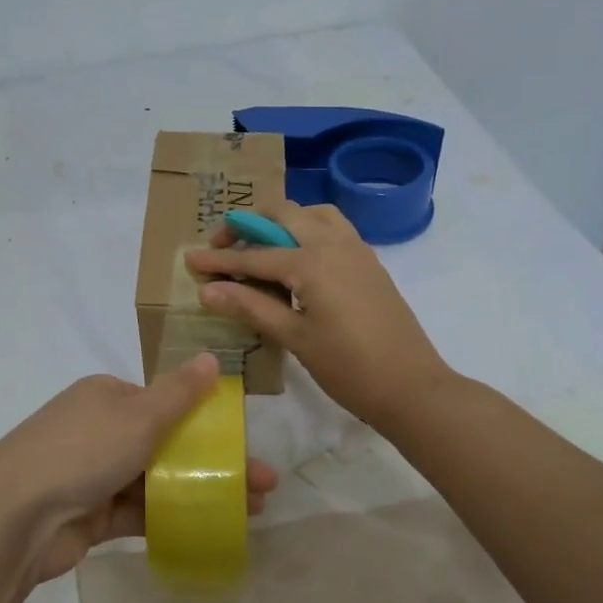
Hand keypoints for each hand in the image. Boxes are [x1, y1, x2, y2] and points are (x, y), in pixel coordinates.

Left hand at [0, 353, 279, 583]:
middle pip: (164, 443)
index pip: (162, 402)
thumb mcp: (138, 416)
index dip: (204, 421)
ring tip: (249, 511)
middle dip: (211, 462)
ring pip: (155, 480)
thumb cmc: (81, 453)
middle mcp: (98, 429)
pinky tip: (209, 529)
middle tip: (261, 485)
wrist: (14, 518)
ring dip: (199, 491)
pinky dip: (170, 517)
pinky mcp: (89, 514)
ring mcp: (91, 474)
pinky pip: (137, 512)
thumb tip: (211, 356)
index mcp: (106, 396)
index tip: (241, 444)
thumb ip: (179, 393)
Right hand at [187, 202, 453, 432]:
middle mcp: (334, 243)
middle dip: (247, 225)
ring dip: (281, 221)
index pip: (254, 256)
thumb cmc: (349, 368)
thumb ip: (250, 307)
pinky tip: (296, 259)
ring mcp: (356, 249)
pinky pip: (333, 228)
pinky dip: (307, 230)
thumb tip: (208, 291)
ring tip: (260, 245)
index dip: (218, 260)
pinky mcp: (369, 262)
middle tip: (223, 247)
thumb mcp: (294, 338)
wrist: (412, 388)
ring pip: (312, 214)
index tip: (190, 260)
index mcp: (312, 261)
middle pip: (282, 214)